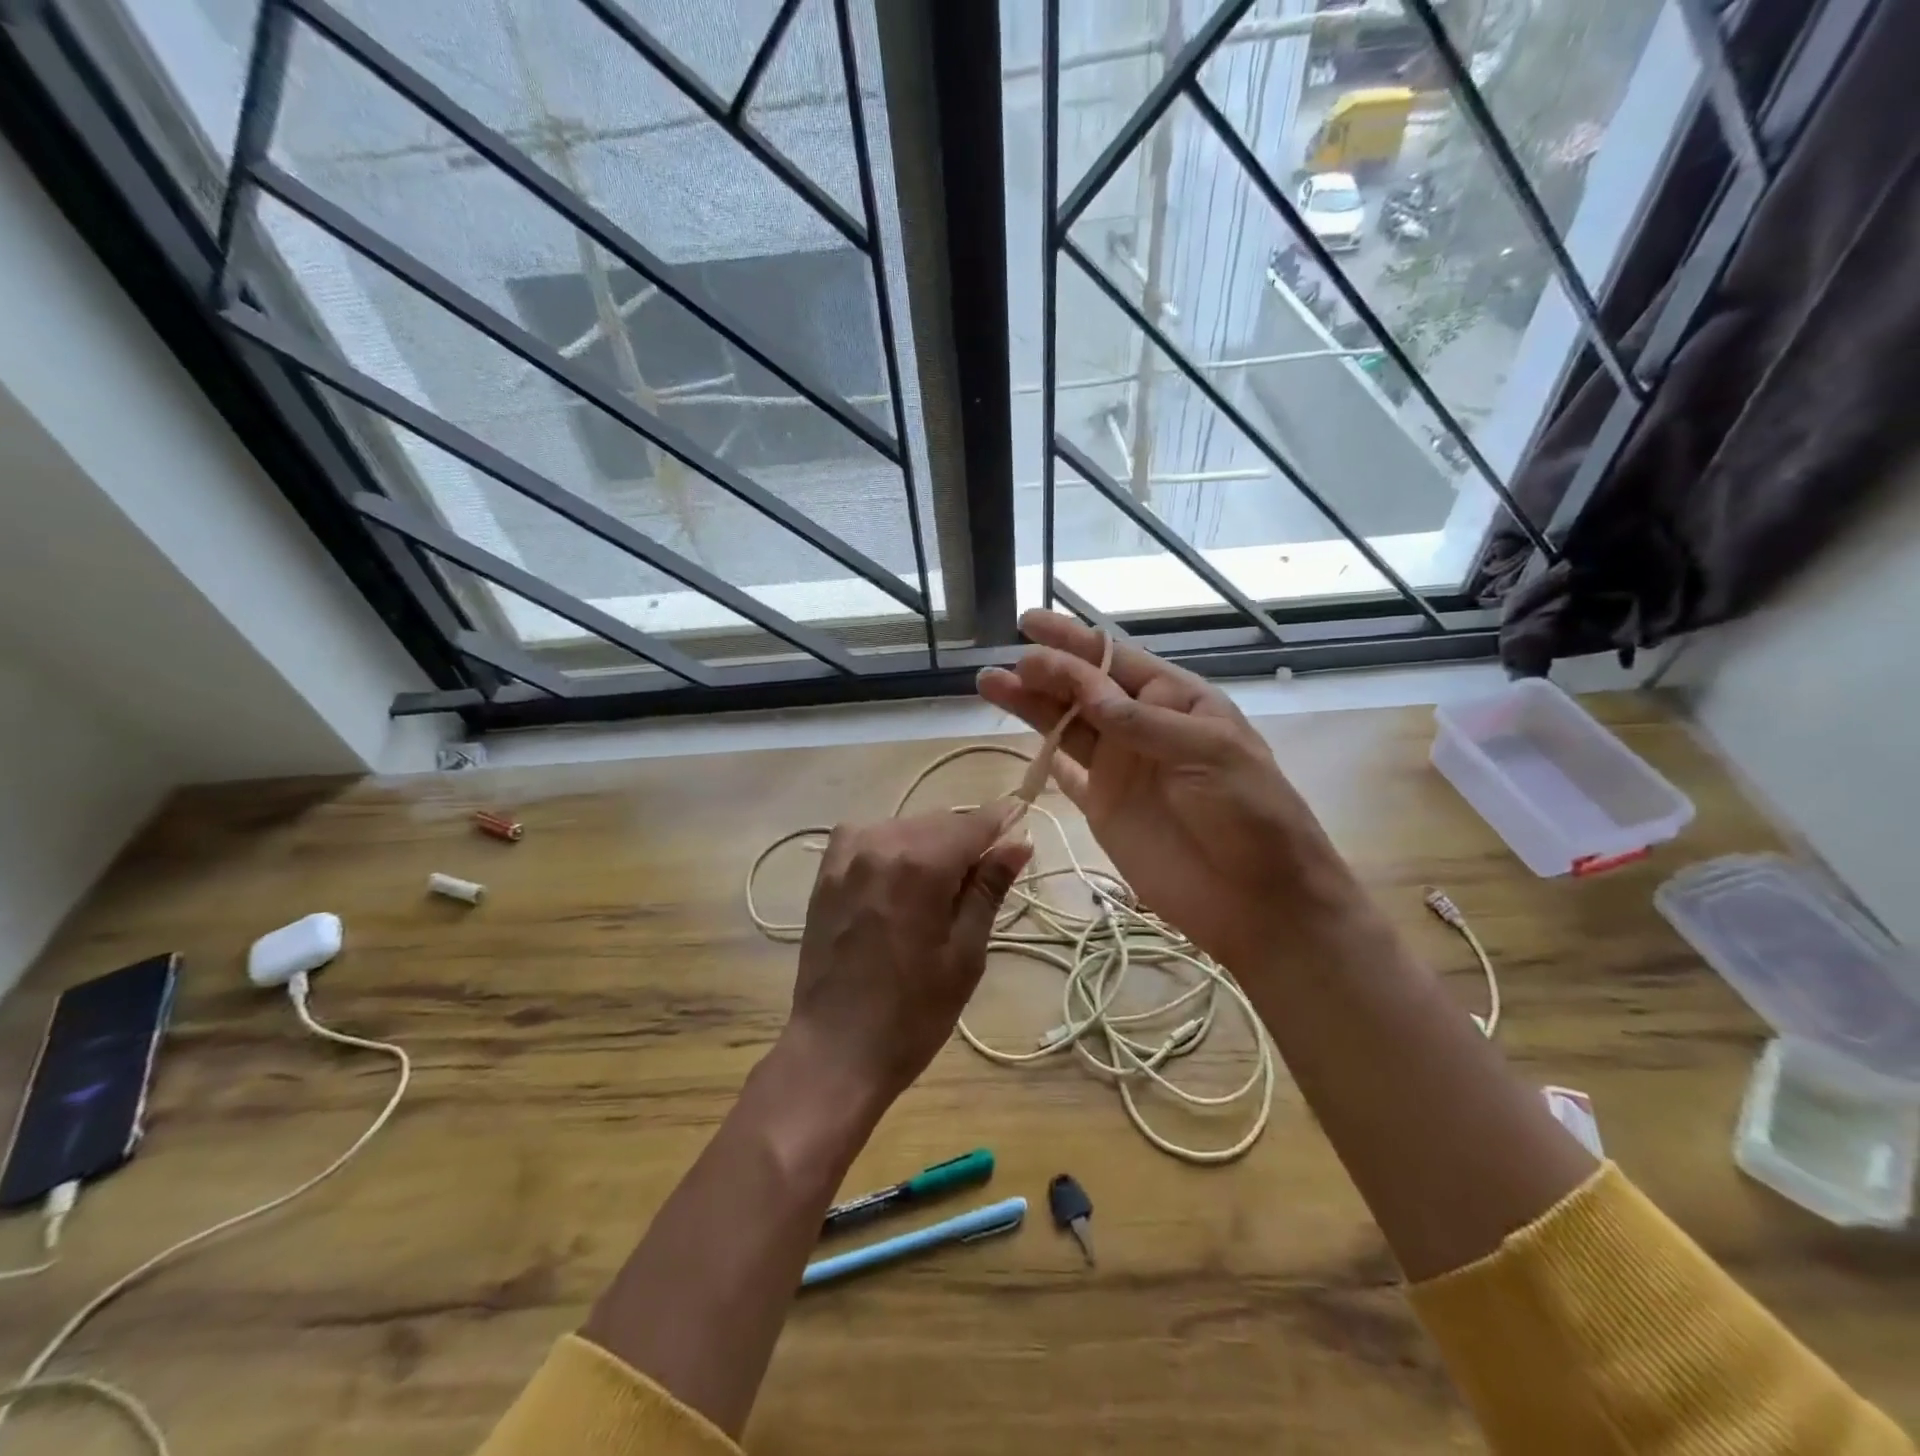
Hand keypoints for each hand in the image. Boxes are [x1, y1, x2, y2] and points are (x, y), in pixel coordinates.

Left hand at [784, 804, 1033, 1107]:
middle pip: (940, 822)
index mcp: (922, 865)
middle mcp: (882, 844)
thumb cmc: (913, 1013)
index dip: (1003, 821)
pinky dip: (891, 846)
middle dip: (967, 841)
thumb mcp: (966, 954)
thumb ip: (989, 889)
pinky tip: (897, 877)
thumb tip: (1020, 841)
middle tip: (982, 881)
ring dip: (930, 844)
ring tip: (938, 890)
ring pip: (906, 827)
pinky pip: (869, 836)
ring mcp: (848, 855)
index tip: (1022, 824)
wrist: (836, 1050)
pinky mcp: (826, 871)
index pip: (974, 822)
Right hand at [977, 610, 1363, 972]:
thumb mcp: (1207, 753)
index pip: (1116, 661)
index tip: (1029, 624)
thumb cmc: (1250, 812)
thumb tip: (1084, 686)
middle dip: (1044, 672)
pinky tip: (1016, 739)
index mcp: (1176, 701)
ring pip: (1066, 726)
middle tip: (1005, 667)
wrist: (1259, 898)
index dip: (1073, 641)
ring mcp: (1120, 767)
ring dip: (1031, 706)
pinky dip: (1043, 758)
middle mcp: (1141, 727)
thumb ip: (1141, 722)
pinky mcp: (1103, 807)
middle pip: (1083, 689)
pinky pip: (1066, 774)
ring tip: (990, 684)